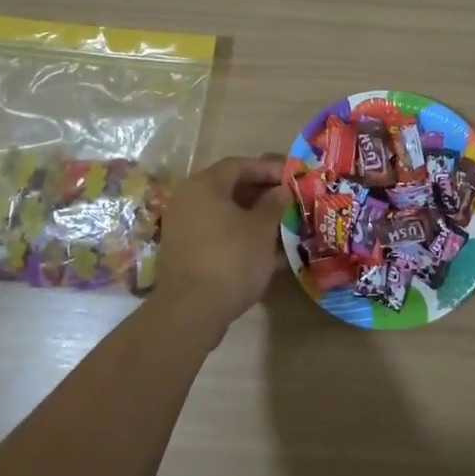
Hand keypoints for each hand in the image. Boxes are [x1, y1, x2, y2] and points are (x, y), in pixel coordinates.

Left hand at [153, 156, 291, 328]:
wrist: (191, 311)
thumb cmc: (231, 259)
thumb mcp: (262, 229)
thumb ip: (274, 203)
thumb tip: (282, 190)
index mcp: (204, 185)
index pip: (239, 165)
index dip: (267, 169)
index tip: (292, 177)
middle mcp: (188, 200)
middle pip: (229, 188)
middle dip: (262, 194)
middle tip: (289, 201)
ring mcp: (182, 227)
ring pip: (225, 214)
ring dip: (253, 218)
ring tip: (282, 227)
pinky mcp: (184, 252)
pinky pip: (217, 234)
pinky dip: (240, 237)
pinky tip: (265, 253)